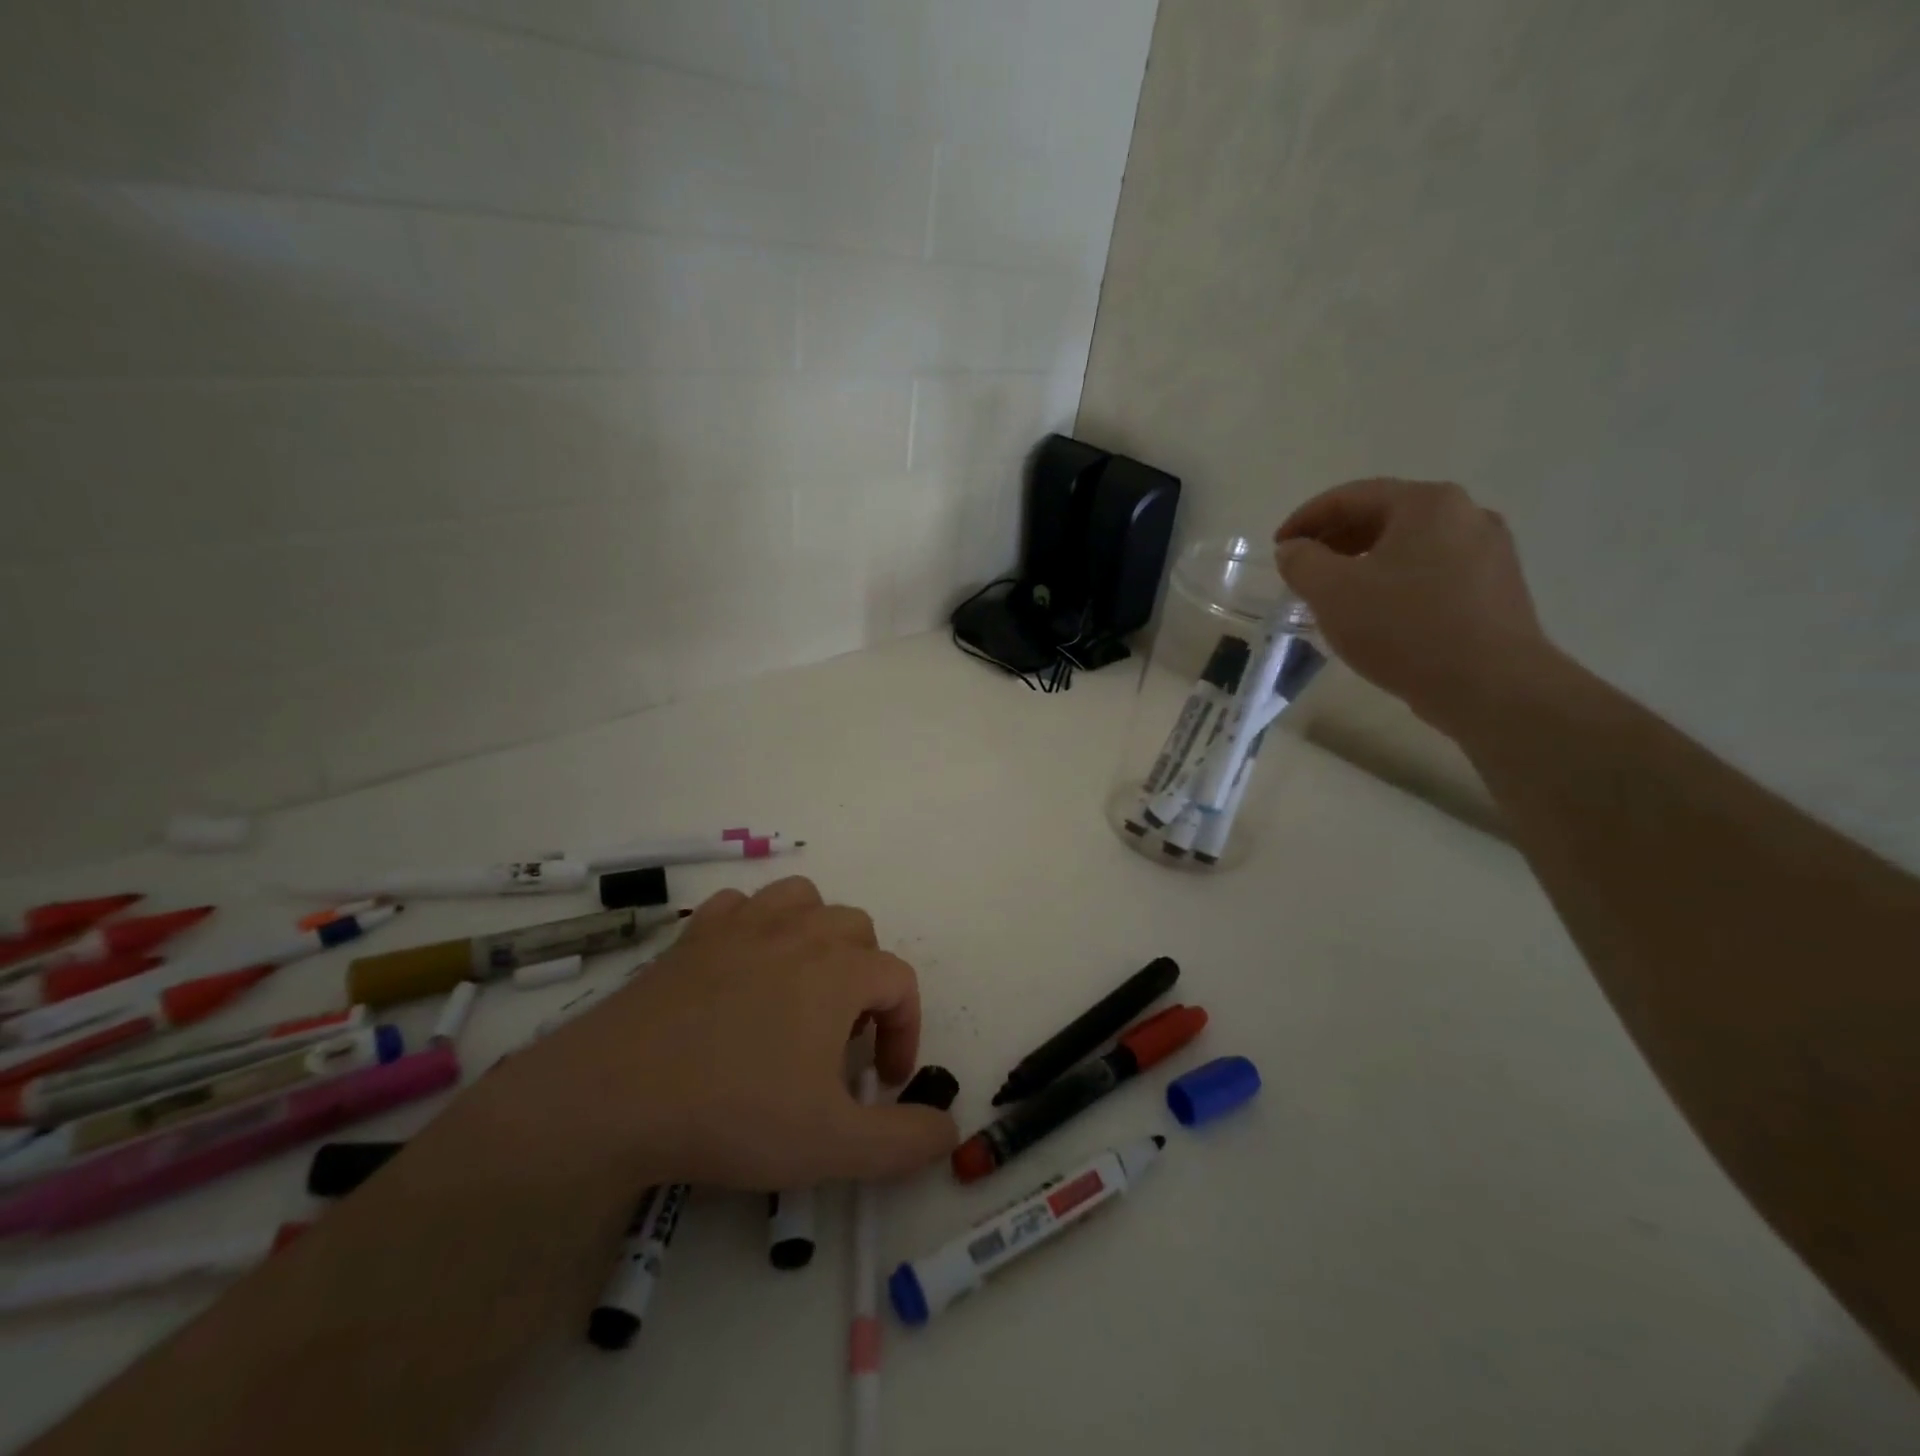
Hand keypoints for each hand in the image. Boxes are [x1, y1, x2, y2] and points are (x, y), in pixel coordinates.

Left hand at [494, 877, 957, 1189]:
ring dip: (817, 936)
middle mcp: (797, 932)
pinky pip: (739, 907)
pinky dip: (754, 928)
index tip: (887, 1081)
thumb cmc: (733, 1113)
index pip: (899, 981)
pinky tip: (743, 969)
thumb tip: (949, 1131)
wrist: (613, 1096)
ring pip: (802, 900)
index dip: (906, 1029)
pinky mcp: (693, 936)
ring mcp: (741, 926)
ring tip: (803, 987)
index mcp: (838, 970)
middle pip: (857, 930)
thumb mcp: (832, 1145)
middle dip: (866, 980)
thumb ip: (903, 1142)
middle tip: (843, 1040)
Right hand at [1274, 478, 1553, 733]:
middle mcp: (1466, 514)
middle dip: (1335, 541)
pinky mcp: (1497, 588)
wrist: (1491, 685)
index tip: (1278, 548)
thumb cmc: (1404, 628)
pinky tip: (1378, 614)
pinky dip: (1395, 582)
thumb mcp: (1332, 592)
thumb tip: (1294, 550)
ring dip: (1364, 563)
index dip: (1305, 519)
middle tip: (1302, 571)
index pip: (1351, 496)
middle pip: (1384, 516)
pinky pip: (1432, 573)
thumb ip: (1302, 562)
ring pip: (1409, 547)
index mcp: (1427, 503)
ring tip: (1335, 596)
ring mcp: (1489, 551)